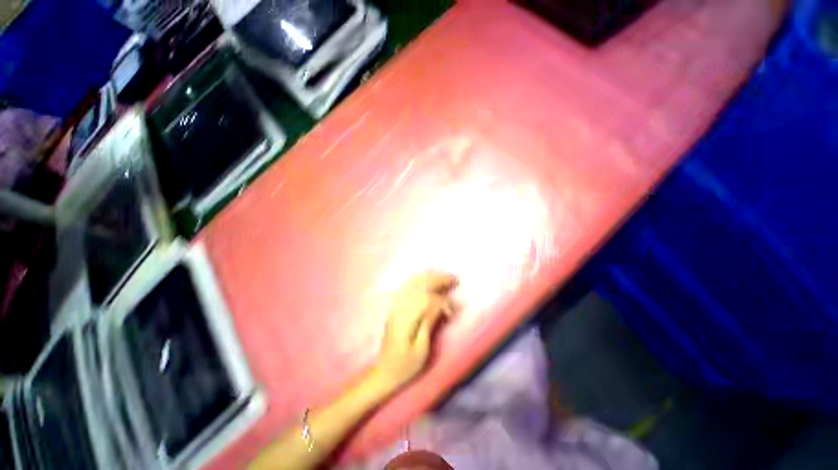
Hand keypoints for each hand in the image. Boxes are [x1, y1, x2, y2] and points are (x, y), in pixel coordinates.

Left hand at [374, 273, 457, 387]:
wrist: (384, 371)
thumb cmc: (406, 365)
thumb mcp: (421, 349)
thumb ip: (430, 322)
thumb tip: (442, 304)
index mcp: (405, 319)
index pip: (427, 299)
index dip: (443, 301)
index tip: (454, 310)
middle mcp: (399, 307)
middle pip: (419, 285)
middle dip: (438, 280)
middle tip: (454, 279)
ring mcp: (395, 305)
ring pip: (413, 282)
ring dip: (430, 277)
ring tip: (444, 277)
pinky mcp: (395, 306)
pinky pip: (407, 286)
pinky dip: (419, 279)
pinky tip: (428, 279)